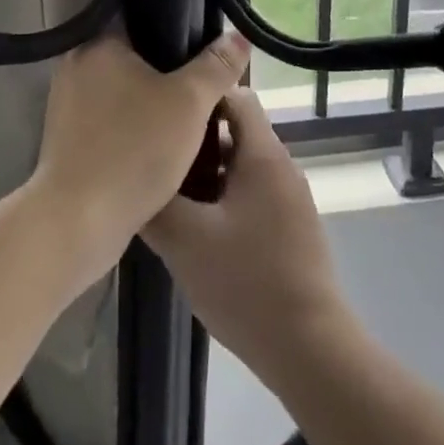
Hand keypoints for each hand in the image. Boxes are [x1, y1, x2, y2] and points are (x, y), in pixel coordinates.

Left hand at [30, 27, 248, 277]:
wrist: (76, 225)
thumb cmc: (133, 149)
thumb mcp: (189, 102)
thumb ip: (217, 66)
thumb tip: (239, 36)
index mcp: (98, 42)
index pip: (139, 12)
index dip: (175, 20)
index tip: (203, 35)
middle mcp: (76, 63)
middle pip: (133, 51)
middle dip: (167, 65)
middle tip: (203, 75)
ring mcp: (66, 103)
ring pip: (122, 87)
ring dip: (150, 97)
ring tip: (188, 109)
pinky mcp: (66, 137)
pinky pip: (110, 116)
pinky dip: (133, 122)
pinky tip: (159, 139)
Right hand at [144, 88, 350, 380]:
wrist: (309, 348)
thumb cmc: (247, 283)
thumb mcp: (187, 241)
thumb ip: (156, 204)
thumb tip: (134, 179)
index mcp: (263, 154)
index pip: (234, 95)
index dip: (200, 96)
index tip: (164, 110)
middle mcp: (281, 166)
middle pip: (235, 131)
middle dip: (195, 140)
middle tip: (156, 156)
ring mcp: (289, 199)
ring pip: (241, 167)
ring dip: (207, 174)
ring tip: (167, 193)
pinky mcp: (290, 228)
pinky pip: (252, 195)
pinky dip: (223, 199)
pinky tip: (196, 229)